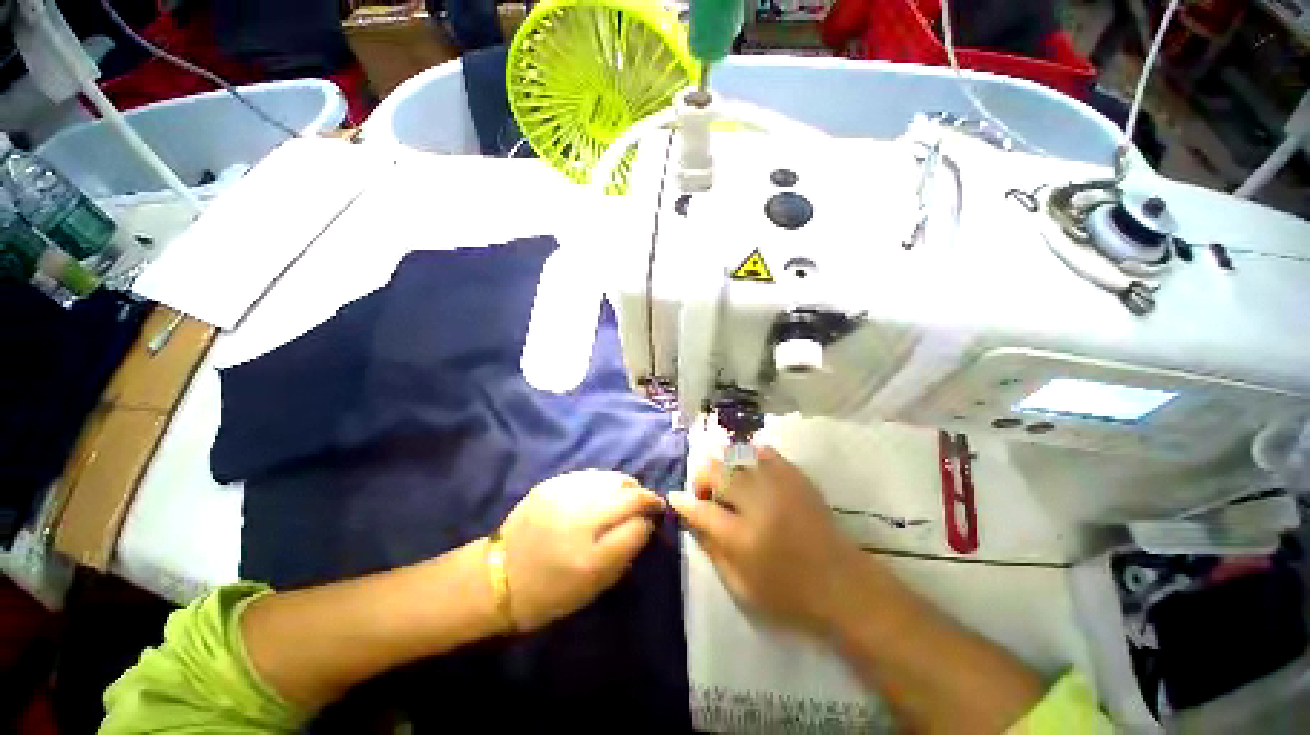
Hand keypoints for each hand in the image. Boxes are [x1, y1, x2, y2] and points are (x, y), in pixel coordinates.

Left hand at [498, 470, 665, 630]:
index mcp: (590, 557)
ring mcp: (565, 496)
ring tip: (629, 495)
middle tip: (650, 503)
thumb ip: (624, 553)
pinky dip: (606, 482)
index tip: (654, 519)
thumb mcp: (593, 588)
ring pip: (613, 479)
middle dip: (647, 497)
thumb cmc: (548, 593)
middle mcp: (580, 520)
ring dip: (628, 486)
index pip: (638, 526)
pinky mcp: (552, 484)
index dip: (651, 520)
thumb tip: (645, 524)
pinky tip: (605, 491)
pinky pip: (592, 474)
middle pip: (630, 496)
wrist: (498, 575)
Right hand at [669, 447, 862, 633]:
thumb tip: (690, 518)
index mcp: (742, 538)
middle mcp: (757, 504)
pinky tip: (750, 469)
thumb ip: (711, 549)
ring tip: (728, 482)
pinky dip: (751, 456)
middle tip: (706, 493)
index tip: (675, 497)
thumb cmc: (788, 595)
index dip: (683, 502)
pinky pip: (765, 452)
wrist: (842, 585)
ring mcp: (779, 486)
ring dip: (724, 467)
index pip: (700, 510)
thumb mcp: (740, 587)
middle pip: (715, 472)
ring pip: (737, 457)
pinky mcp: (796, 477)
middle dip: (701, 478)